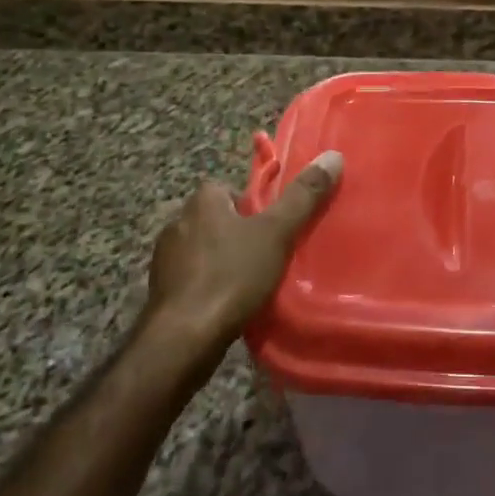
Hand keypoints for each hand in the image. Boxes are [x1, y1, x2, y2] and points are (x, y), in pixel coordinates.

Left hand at [141, 151, 342, 366]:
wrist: (183, 339)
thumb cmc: (231, 276)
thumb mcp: (276, 233)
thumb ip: (303, 197)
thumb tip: (333, 156)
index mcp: (202, 202)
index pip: (226, 188)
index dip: (250, 203)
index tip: (271, 223)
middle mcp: (178, 223)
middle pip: (215, 219)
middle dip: (237, 232)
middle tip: (267, 252)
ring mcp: (164, 261)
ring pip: (202, 251)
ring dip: (222, 261)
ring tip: (252, 281)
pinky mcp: (162, 293)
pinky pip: (192, 280)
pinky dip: (208, 287)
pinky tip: (228, 304)